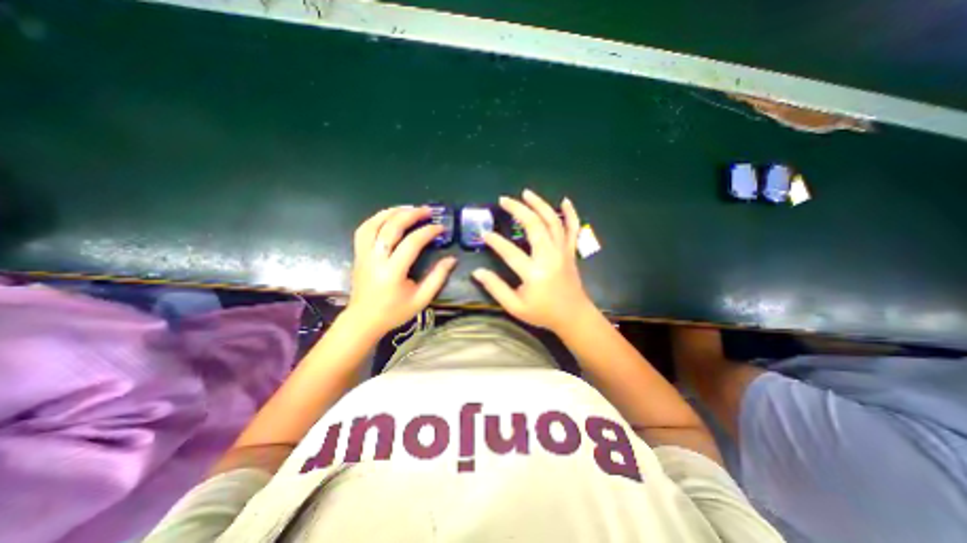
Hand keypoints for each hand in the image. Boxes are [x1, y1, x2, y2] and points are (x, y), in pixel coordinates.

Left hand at [343, 205, 456, 336]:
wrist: (364, 320)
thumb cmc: (394, 312)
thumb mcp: (421, 299)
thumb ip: (437, 278)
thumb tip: (451, 259)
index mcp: (393, 272)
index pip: (412, 243)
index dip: (428, 232)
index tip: (441, 227)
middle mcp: (375, 259)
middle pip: (391, 227)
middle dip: (411, 215)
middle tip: (427, 210)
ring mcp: (363, 254)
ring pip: (374, 224)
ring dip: (392, 212)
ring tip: (408, 208)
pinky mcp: (358, 254)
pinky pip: (364, 229)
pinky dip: (376, 218)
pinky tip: (389, 216)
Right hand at [471, 191, 597, 335]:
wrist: (573, 316)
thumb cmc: (543, 313)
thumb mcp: (515, 307)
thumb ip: (496, 288)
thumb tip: (477, 272)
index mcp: (534, 273)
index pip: (510, 252)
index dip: (495, 241)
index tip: (484, 233)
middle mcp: (549, 257)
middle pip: (534, 226)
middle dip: (518, 210)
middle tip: (504, 200)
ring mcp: (562, 252)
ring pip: (553, 222)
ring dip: (539, 204)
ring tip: (526, 193)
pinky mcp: (571, 251)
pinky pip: (573, 229)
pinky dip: (570, 213)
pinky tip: (565, 201)